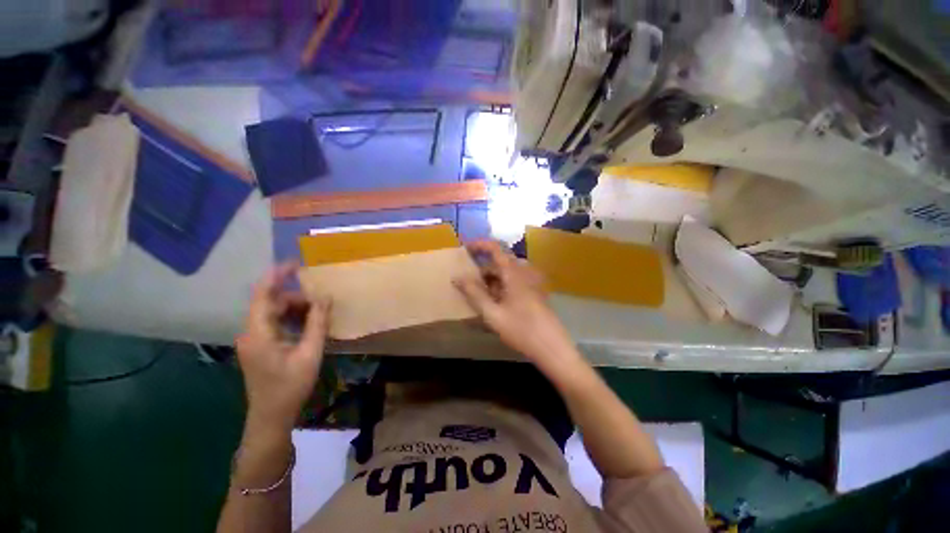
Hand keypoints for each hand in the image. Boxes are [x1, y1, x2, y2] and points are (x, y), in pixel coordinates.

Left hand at [236, 262, 329, 431]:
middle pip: (272, 302)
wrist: (271, 417)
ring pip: (274, 313)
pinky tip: (309, 326)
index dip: (277, 275)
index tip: (297, 263)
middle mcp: (251, 331)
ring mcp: (254, 339)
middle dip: (297, 297)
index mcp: (258, 332)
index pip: (263, 294)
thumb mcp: (310, 353)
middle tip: (323, 300)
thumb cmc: (290, 387)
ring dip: (297, 309)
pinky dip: (292, 319)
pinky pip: (275, 323)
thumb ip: (317, 323)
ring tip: (320, 313)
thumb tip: (325, 298)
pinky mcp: (259, 346)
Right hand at [454, 240, 582, 377]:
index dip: (480, 245)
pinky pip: (515, 282)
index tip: (465, 248)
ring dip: (492, 280)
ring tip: (481, 296)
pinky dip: (502, 287)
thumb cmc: (521, 330)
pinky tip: (496, 304)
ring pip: (507, 274)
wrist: (552, 347)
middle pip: (500, 263)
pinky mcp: (535, 293)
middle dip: (483, 270)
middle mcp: (524, 273)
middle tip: (469, 283)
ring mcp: (532, 283)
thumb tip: (457, 277)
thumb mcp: (493, 314)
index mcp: (514, 273)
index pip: (496, 249)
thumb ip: (474, 294)